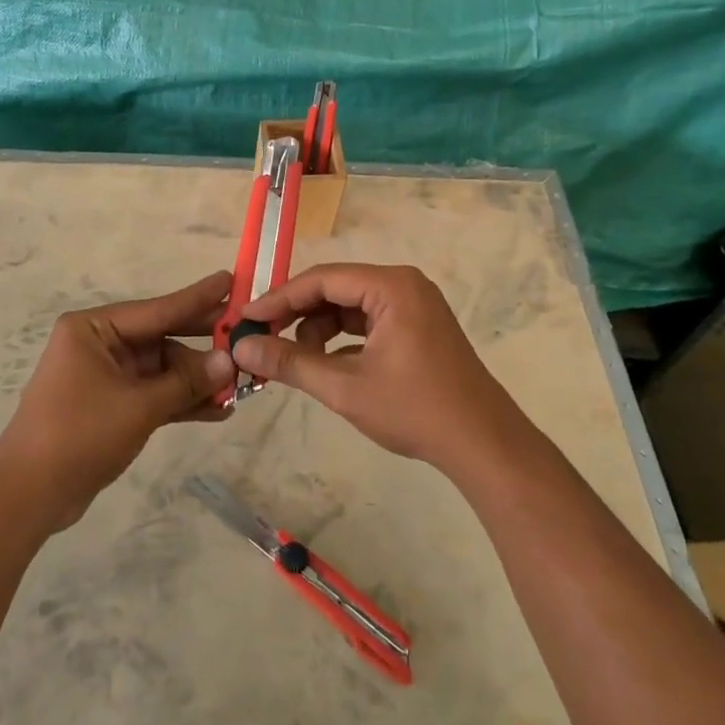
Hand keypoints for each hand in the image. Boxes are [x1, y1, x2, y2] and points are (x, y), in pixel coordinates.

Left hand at [0, 271, 235, 531]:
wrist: (28, 495)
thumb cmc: (78, 435)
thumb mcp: (138, 407)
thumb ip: (185, 382)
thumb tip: (229, 361)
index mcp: (94, 329)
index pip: (157, 309)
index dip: (197, 298)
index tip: (231, 280)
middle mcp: (99, 344)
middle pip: (162, 338)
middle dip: (202, 345)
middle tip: (245, 337)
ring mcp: (105, 376)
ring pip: (162, 369)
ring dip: (195, 381)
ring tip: (239, 387)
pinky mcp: (111, 405)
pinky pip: (154, 393)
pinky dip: (180, 401)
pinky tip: (217, 411)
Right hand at [230, 263, 526, 474]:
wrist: (483, 444)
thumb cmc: (414, 409)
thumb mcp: (344, 387)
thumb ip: (290, 362)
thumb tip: (241, 347)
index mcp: (391, 286)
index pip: (321, 280)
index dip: (279, 298)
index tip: (246, 318)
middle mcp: (403, 285)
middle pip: (335, 289)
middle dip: (297, 314)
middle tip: (262, 338)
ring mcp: (414, 305)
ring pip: (350, 306)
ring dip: (319, 329)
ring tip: (296, 360)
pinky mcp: (418, 327)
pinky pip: (368, 321)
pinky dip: (342, 339)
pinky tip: (325, 364)